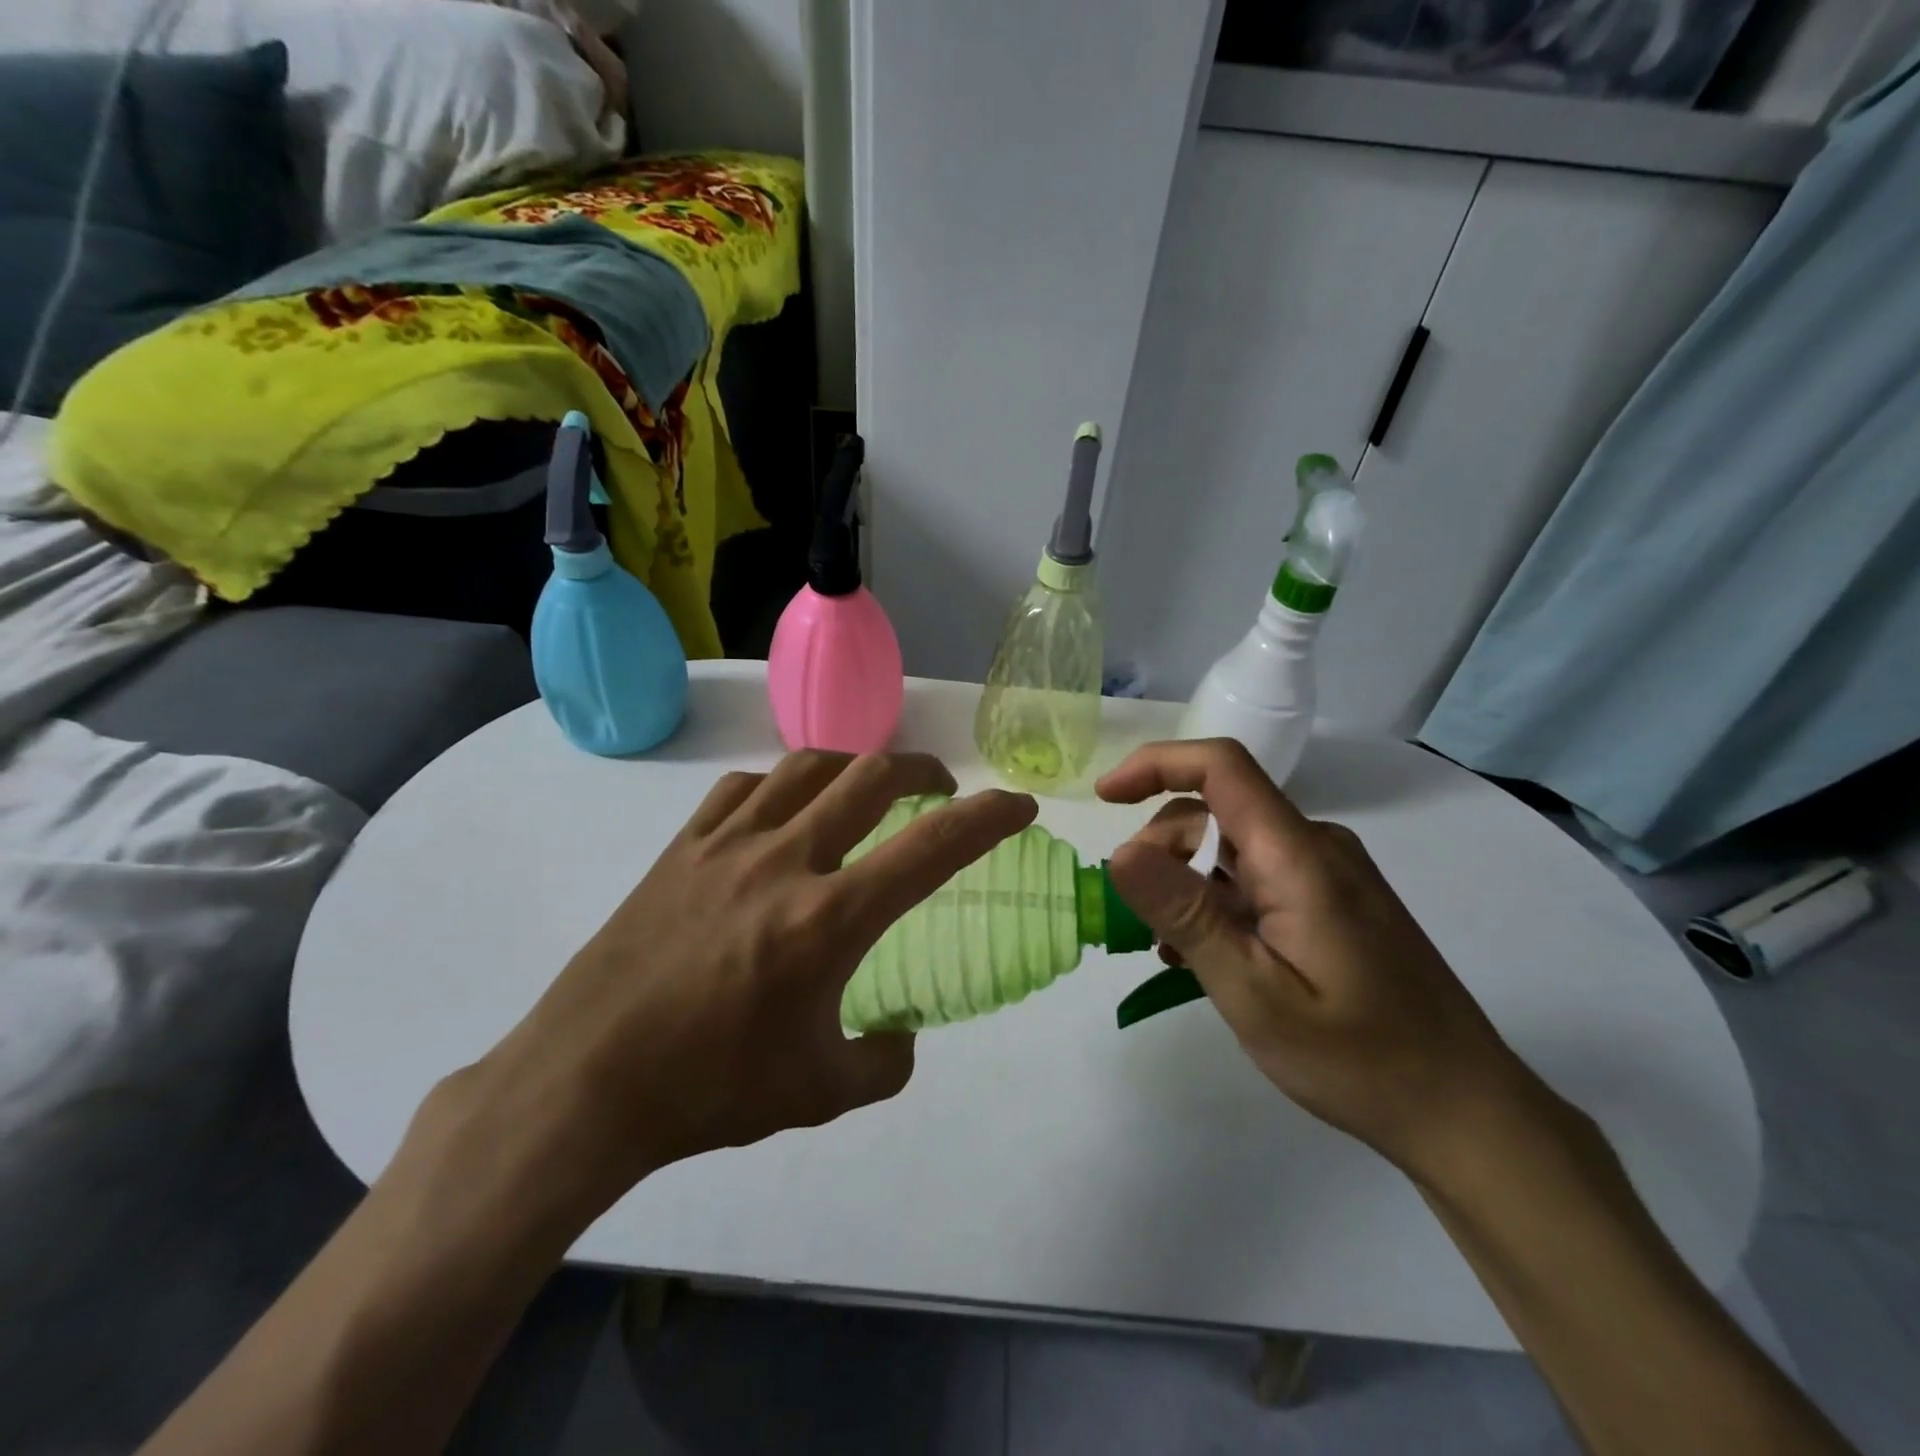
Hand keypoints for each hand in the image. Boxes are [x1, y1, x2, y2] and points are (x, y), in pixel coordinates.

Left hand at [448, 751, 1036, 1228]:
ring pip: (808, 765)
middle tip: (940, 789)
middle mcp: (784, 860)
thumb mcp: (818, 1093)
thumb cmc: (708, 1090)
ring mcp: (727, 843)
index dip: (988, 818)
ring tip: (867, 789)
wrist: (585, 1082)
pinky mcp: (682, 847)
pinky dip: (782, 786)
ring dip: (854, 766)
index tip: (1019, 807)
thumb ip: (883, 1061)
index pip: (932, 847)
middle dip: (923, 770)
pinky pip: (744, 787)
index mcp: (828, 919)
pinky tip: (783, 812)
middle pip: (872, 777)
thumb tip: (902, 1036)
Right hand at [1097, 739, 1551, 1181]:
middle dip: (1162, 846)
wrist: (1463, 1110)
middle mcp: (1316, 846)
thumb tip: (1121, 852)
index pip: (1221, 766)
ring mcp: (1329, 873)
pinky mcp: (1334, 900)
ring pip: (1232, 844)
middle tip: (1142, 918)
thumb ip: (1186, 915)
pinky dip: (1217, 899)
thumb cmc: (1357, 1057)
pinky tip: (1209, 954)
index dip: (1155, 764)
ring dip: (1187, 880)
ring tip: (1173, 949)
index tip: (1103, 797)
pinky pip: (1257, 875)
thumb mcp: (1253, 992)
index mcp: (1299, 855)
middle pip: (1217, 808)